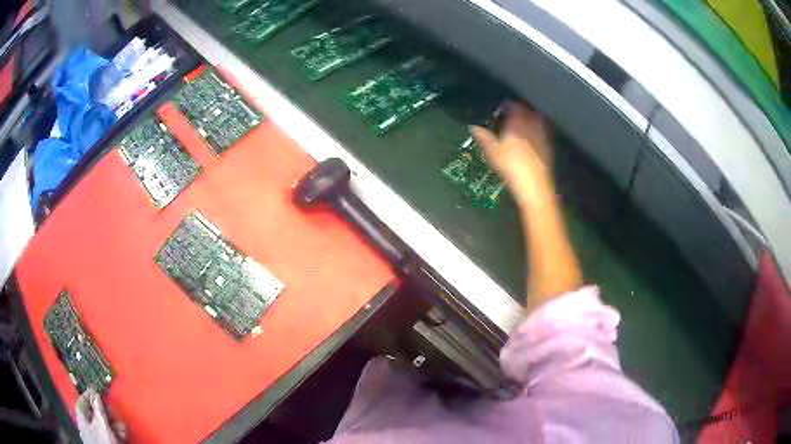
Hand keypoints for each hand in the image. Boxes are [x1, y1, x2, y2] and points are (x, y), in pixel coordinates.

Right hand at [471, 103, 553, 207]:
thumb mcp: (493, 152)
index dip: (507, 105)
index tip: (502, 108)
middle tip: (513, 113)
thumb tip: (474, 128)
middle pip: (527, 110)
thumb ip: (484, 137)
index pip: (513, 106)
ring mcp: (542, 134)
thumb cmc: (511, 167)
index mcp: (517, 123)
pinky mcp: (548, 145)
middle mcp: (531, 125)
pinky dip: (539, 128)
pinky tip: (535, 134)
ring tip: (524, 121)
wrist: (533, 184)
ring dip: (531, 117)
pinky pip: (545, 130)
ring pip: (537, 118)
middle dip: (520, 109)